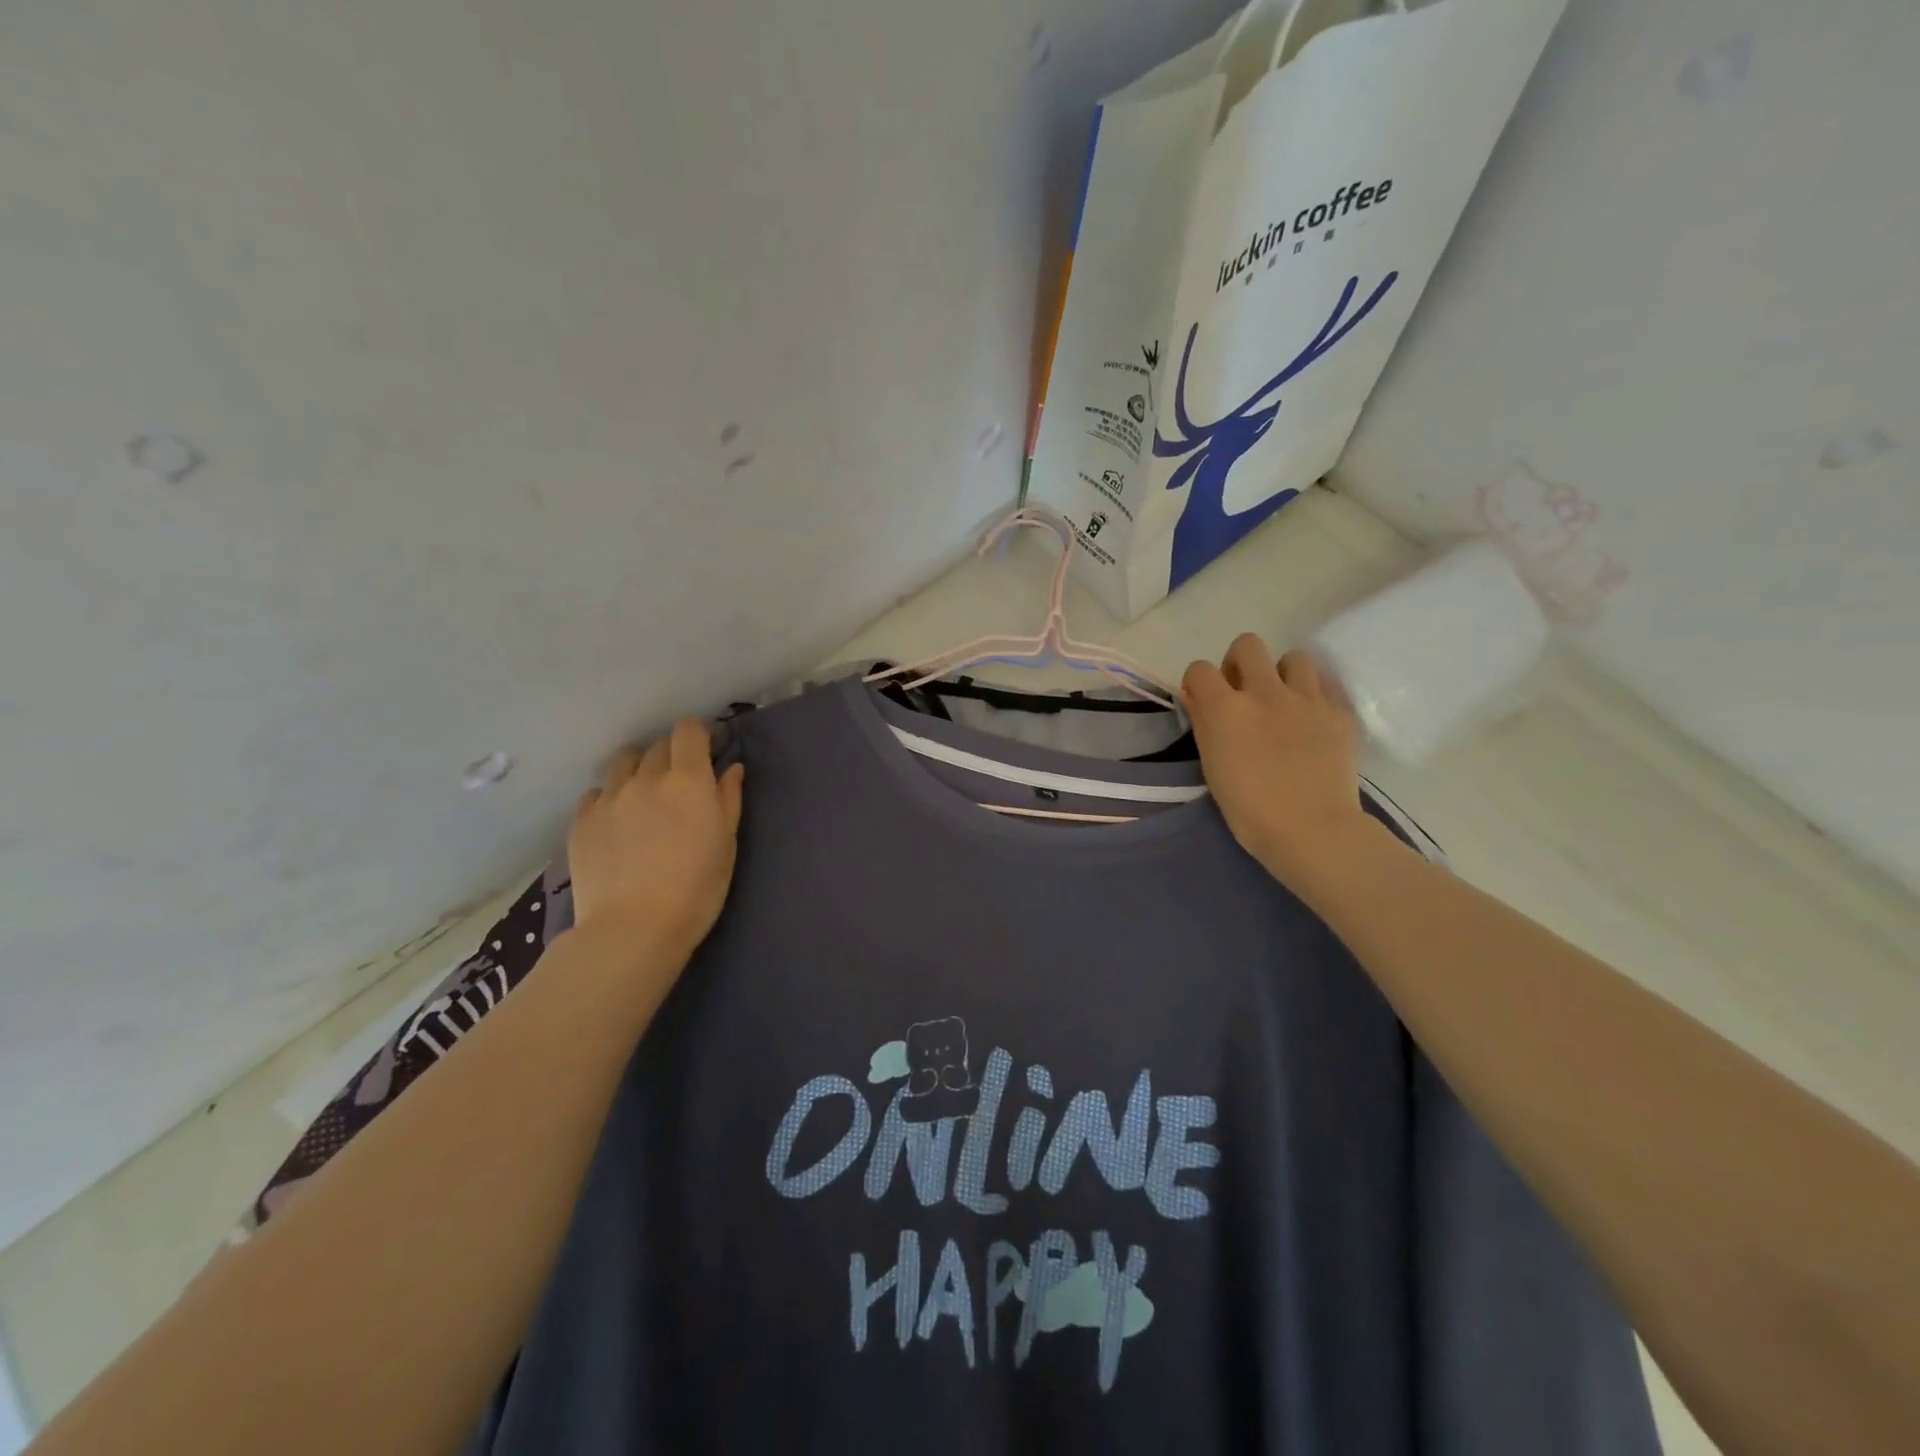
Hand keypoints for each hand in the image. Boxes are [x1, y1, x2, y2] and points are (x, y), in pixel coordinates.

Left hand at [567, 720, 745, 959]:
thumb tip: (731, 769)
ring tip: (644, 794)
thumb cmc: (696, 890)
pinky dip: (611, 797)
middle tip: (680, 782)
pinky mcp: (582, 820)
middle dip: (673, 754)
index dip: (698, 734)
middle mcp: (647, 778)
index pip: (688, 730)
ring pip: (624, 761)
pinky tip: (617, 821)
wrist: (633, 929)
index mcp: (688, 781)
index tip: (706, 750)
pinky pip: (597, 793)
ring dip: (638, 768)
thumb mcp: (727, 844)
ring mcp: (609, 797)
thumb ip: (729, 799)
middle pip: (658, 745)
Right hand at [1182, 633, 1373, 887]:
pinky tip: (1311, 720)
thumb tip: (1195, 697)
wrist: (1312, 831)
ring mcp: (1307, 699)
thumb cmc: (1250, 810)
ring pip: (1293, 657)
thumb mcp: (1213, 767)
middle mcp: (1265, 692)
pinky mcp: (1339, 712)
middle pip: (1247, 645)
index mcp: (1226, 709)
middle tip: (1243, 693)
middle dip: (1239, 663)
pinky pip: (1325, 686)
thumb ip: (1203, 724)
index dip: (1198, 683)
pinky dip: (1314, 696)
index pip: (1200, 669)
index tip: (1203, 701)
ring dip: (1283, 674)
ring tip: (1283, 702)